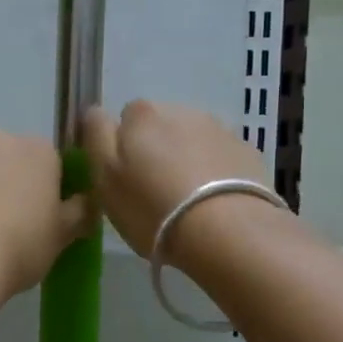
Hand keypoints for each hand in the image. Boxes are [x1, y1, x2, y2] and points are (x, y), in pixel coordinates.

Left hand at [0, 131, 93, 297]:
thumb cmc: (18, 248)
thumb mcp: (62, 237)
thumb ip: (79, 212)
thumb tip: (86, 202)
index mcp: (38, 150)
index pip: (49, 163)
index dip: (44, 190)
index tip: (37, 218)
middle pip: (7, 158)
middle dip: (5, 182)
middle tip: (2, 224)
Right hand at [82, 100, 271, 260]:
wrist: (228, 231)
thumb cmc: (153, 206)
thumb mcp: (104, 177)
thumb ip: (96, 136)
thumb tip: (95, 112)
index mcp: (142, 114)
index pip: (124, 117)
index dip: (122, 146)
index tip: (126, 177)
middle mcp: (180, 110)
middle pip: (160, 126)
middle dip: (156, 150)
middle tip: (154, 191)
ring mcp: (218, 129)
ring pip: (192, 140)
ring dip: (186, 160)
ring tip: (187, 201)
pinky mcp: (246, 152)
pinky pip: (220, 158)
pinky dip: (214, 172)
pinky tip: (214, 204)